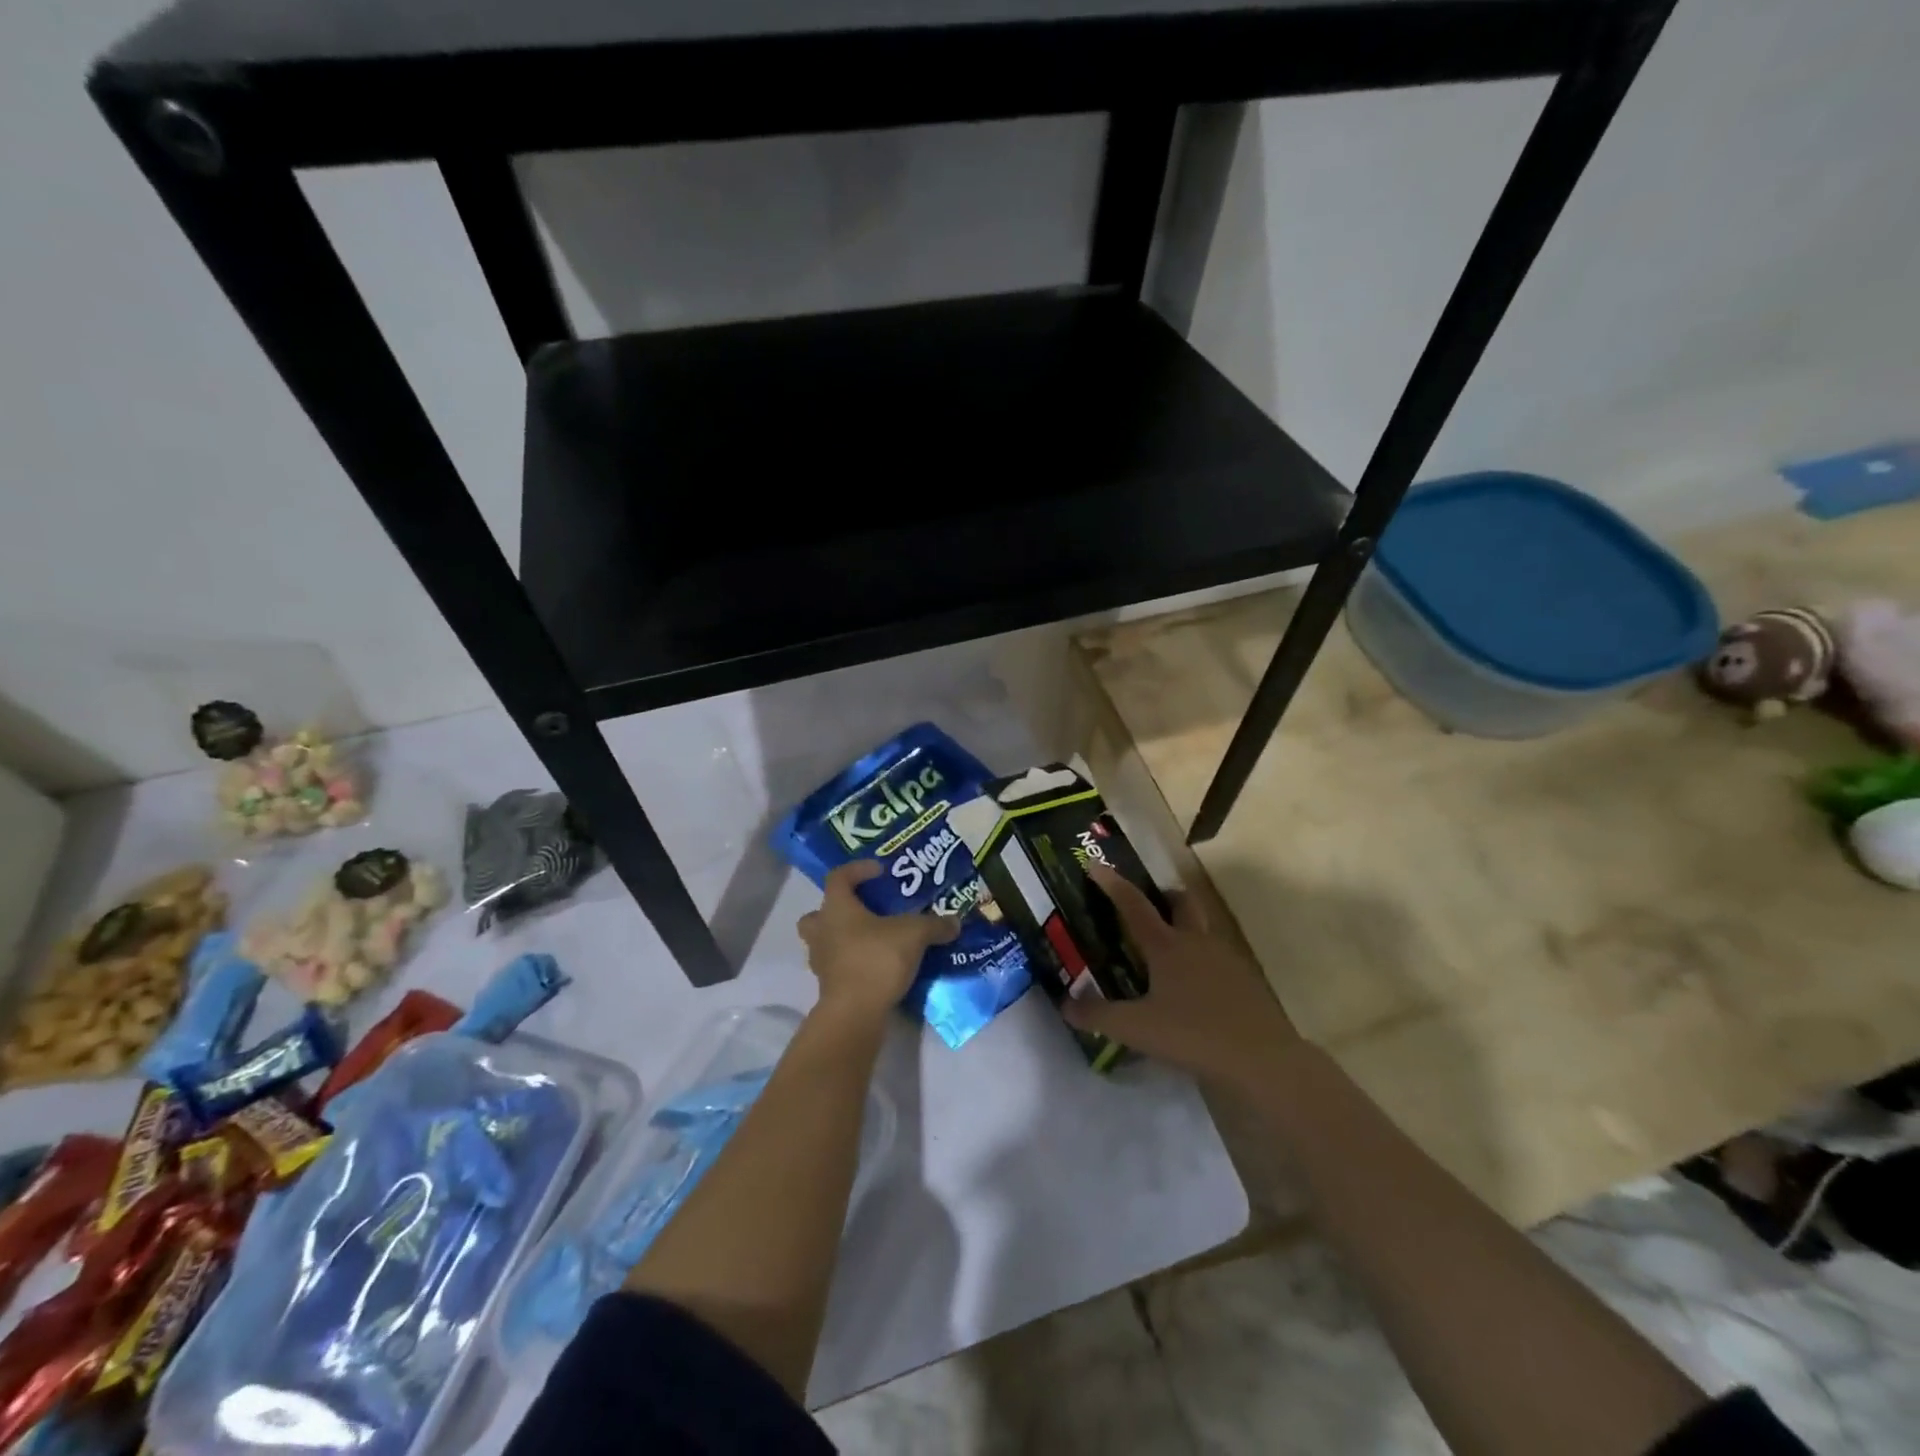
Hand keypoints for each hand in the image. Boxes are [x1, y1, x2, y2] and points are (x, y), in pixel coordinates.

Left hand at [797, 862, 959, 1019]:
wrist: (855, 1012)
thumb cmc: (877, 959)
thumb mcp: (914, 934)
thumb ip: (934, 924)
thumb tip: (954, 922)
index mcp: (837, 908)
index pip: (839, 876)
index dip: (858, 869)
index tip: (880, 871)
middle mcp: (822, 930)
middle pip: (819, 912)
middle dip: (838, 908)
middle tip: (865, 909)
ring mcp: (821, 960)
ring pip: (825, 940)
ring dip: (843, 937)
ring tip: (872, 939)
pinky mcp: (828, 985)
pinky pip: (837, 964)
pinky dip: (852, 962)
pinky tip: (875, 965)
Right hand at [1065, 863, 1299, 1091]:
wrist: (1261, 1060)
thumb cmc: (1192, 1034)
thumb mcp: (1136, 1029)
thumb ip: (1098, 1016)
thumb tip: (1065, 1004)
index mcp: (1166, 946)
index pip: (1133, 906)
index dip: (1113, 885)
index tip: (1096, 865)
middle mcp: (1196, 942)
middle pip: (1181, 903)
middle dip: (1164, 896)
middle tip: (1149, 902)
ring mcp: (1225, 960)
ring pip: (1203, 928)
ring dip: (1185, 926)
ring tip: (1168, 947)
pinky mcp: (1245, 982)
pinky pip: (1218, 958)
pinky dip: (1202, 960)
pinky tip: (1194, 986)